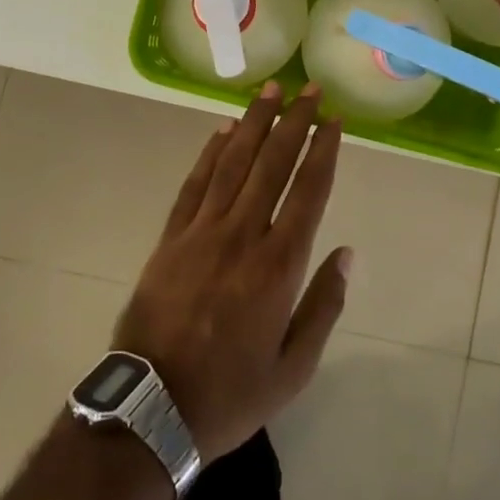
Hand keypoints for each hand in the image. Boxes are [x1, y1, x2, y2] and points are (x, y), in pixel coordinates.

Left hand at [111, 82, 350, 461]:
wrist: (152, 410)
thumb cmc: (230, 394)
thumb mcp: (293, 369)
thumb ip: (323, 306)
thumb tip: (347, 253)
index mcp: (278, 265)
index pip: (307, 191)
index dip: (323, 151)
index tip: (333, 120)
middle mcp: (242, 235)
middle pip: (272, 164)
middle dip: (294, 122)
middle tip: (308, 89)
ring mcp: (202, 232)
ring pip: (233, 163)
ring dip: (253, 123)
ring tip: (269, 91)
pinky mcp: (171, 238)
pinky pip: (194, 184)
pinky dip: (210, 154)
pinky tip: (222, 131)